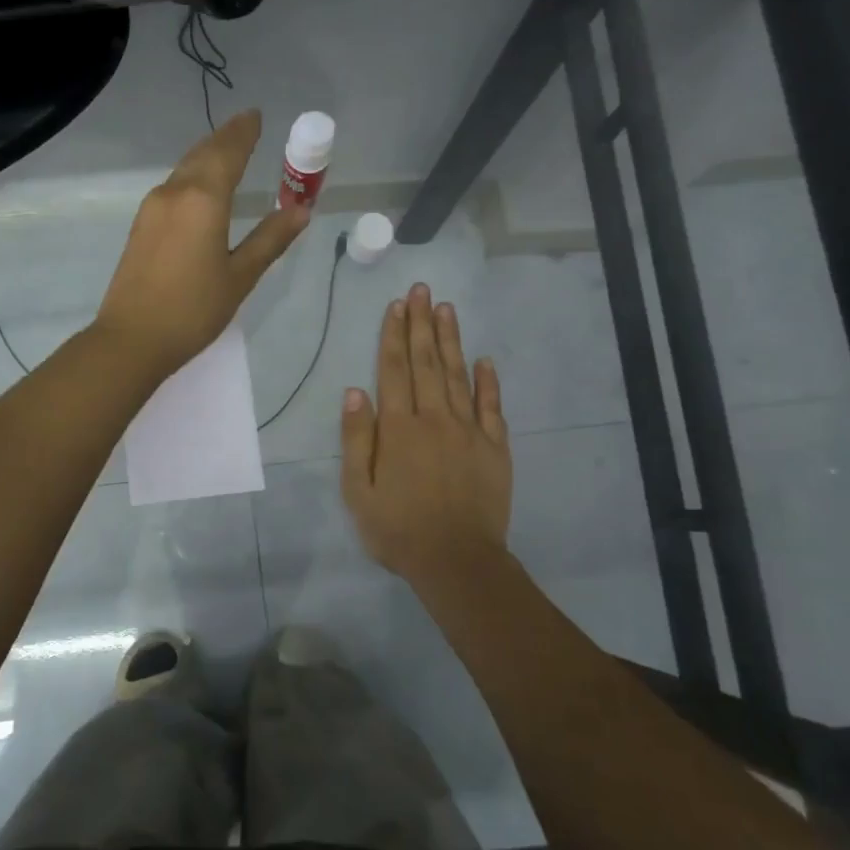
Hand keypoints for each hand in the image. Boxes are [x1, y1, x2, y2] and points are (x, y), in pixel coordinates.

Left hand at [95, 110, 307, 379]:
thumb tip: (300, 209)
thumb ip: (270, 239)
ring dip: (206, 154)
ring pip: (184, 169)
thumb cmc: (193, 310)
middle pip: (202, 154)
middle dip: (225, 138)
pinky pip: (172, 186)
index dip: (244, 133)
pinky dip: (192, 175)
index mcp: (203, 199)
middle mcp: (174, 193)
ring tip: (226, 149)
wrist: (132, 339)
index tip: (257, 116)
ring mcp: (152, 208)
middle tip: (245, 126)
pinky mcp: (141, 226)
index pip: (228, 152)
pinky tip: (199, 186)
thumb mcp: (240, 276)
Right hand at [341, 284, 511, 589]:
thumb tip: (354, 392)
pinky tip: (485, 359)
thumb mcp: (359, 491)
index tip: (396, 305)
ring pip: (459, 375)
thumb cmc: (398, 529)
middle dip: (421, 324)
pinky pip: (492, 406)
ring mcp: (469, 431)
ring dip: (451, 340)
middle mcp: (434, 419)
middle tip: (421, 290)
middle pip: (427, 362)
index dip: (393, 336)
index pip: (394, 371)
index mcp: (399, 429)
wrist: (457, 560)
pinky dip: (488, 381)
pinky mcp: (495, 447)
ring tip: (446, 309)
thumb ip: (357, 440)